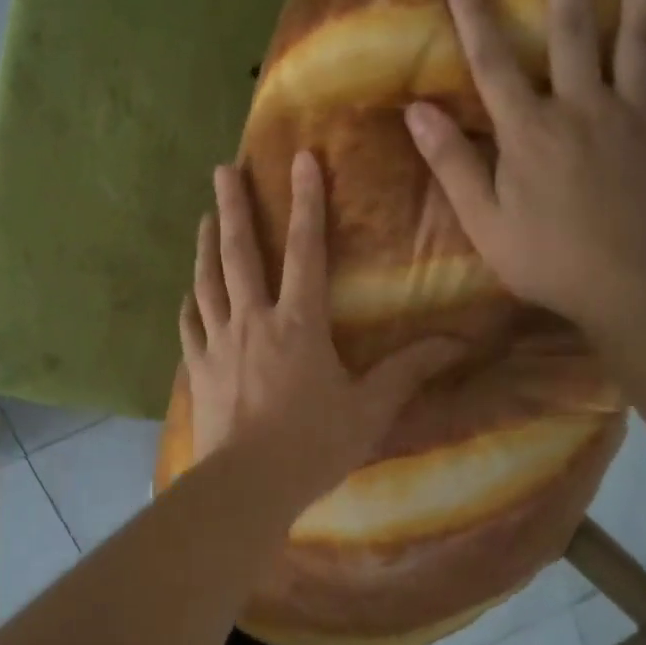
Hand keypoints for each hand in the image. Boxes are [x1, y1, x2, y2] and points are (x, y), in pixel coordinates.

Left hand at [181, 152, 463, 493]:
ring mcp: (218, 344)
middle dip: (235, 207)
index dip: (306, 202)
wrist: (248, 484)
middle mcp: (253, 321)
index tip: (301, 160)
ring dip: (206, 246)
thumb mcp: (370, 408)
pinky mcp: (198, 370)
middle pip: (240, 253)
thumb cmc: (314, 444)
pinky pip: (190, 328)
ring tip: (205, 218)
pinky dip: (190, 306)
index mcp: (298, 323)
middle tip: (223, 169)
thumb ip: (408, 371)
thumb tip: (458, 343)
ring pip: (208, 283)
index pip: (305, 250)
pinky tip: (187, 296)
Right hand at [403, 0, 645, 335]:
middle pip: (574, 25)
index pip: (493, 63)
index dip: (475, 14)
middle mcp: (582, 107)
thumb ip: (452, 164)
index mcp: (529, 132)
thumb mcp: (483, 221)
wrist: (632, 288)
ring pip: (639, 35)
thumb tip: (416, 112)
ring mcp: (635, 115)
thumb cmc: (547, 260)